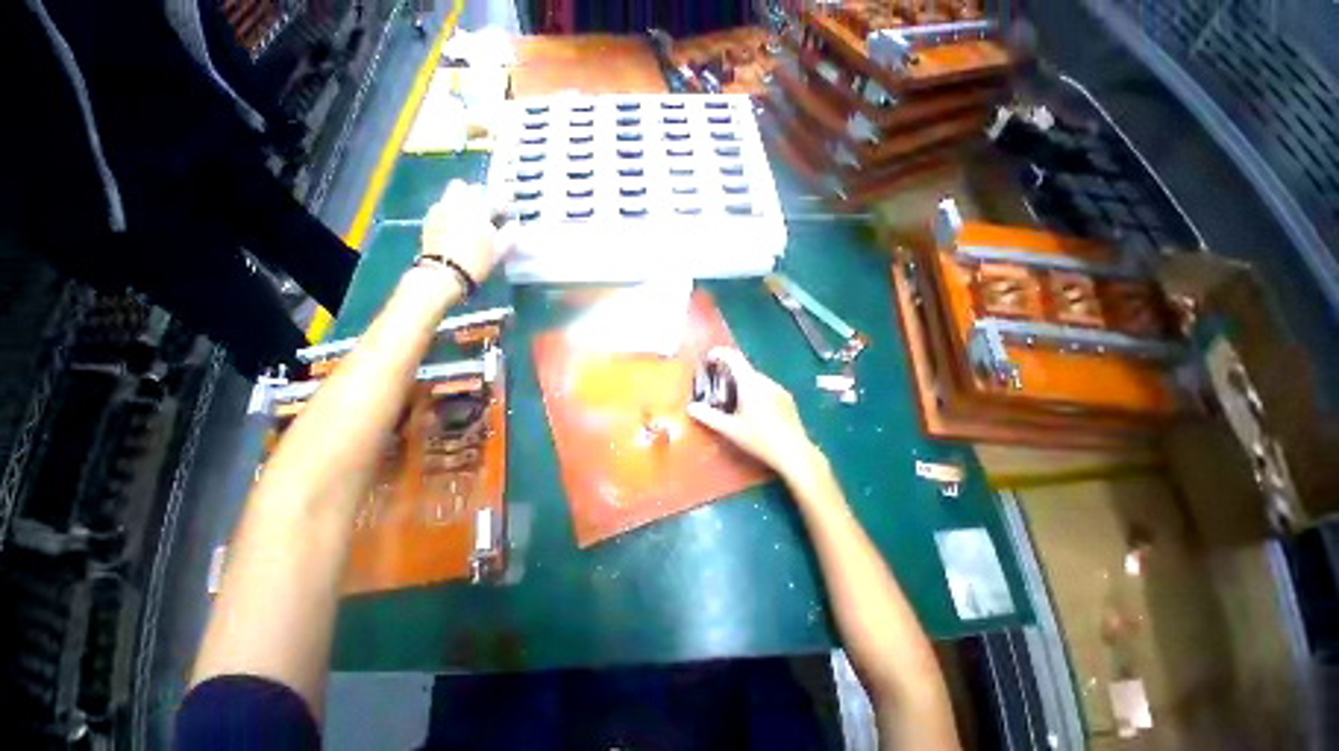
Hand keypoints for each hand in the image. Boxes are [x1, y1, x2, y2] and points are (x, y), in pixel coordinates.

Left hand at [420, 180, 514, 283]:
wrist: (443, 273)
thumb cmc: (476, 263)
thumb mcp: (498, 252)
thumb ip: (509, 236)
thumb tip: (514, 226)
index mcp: (479, 210)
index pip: (496, 199)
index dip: (504, 205)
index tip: (508, 213)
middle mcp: (460, 202)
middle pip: (472, 189)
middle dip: (482, 196)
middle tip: (488, 210)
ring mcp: (442, 207)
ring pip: (455, 191)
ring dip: (465, 196)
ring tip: (470, 212)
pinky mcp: (430, 215)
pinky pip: (443, 203)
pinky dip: (452, 207)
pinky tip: (456, 221)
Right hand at [687, 347, 826, 484]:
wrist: (794, 452)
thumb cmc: (759, 438)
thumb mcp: (730, 429)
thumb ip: (708, 416)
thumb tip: (691, 407)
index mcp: (750, 383)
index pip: (734, 358)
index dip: (720, 354)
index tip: (709, 357)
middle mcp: (766, 381)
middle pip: (745, 369)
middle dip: (729, 373)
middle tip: (718, 387)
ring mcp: (779, 389)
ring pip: (756, 379)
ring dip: (743, 383)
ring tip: (734, 401)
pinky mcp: (787, 400)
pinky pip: (767, 388)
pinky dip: (755, 391)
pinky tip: (754, 411)